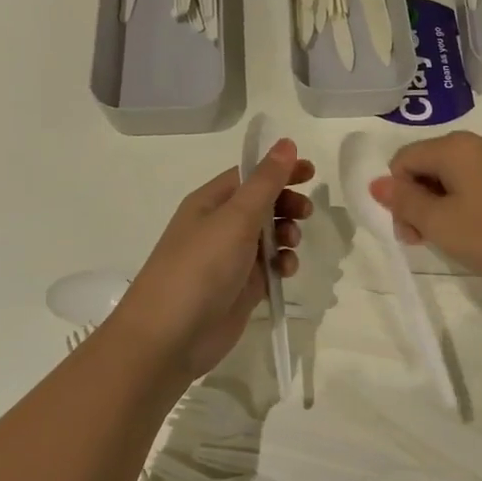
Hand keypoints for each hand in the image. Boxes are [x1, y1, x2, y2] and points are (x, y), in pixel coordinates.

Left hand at [111, 140, 314, 382]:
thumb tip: (287, 143)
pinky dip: (282, 265)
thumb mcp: (235, 218)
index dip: (280, 170)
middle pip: (262, 204)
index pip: (250, 175)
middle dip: (287, 204)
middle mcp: (219, 226)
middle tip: (305, 212)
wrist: (169, 337)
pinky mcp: (241, 288)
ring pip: (269, 236)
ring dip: (286, 234)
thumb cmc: (200, 267)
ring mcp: (230, 259)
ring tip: (291, 243)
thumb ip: (266, 182)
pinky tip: (286, 271)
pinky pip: (269, 267)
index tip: (312, 172)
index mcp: (210, 202)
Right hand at [370, 131, 481, 301]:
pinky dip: (459, 205)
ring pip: (447, 176)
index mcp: (456, 146)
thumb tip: (376, 183)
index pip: (403, 159)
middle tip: (423, 240)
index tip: (410, 232)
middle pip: (425, 165)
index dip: (397, 194)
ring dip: (436, 206)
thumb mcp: (439, 223)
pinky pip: (471, 183)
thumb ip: (404, 201)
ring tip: (447, 240)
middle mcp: (476, 143)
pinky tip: (469, 231)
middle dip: (416, 201)